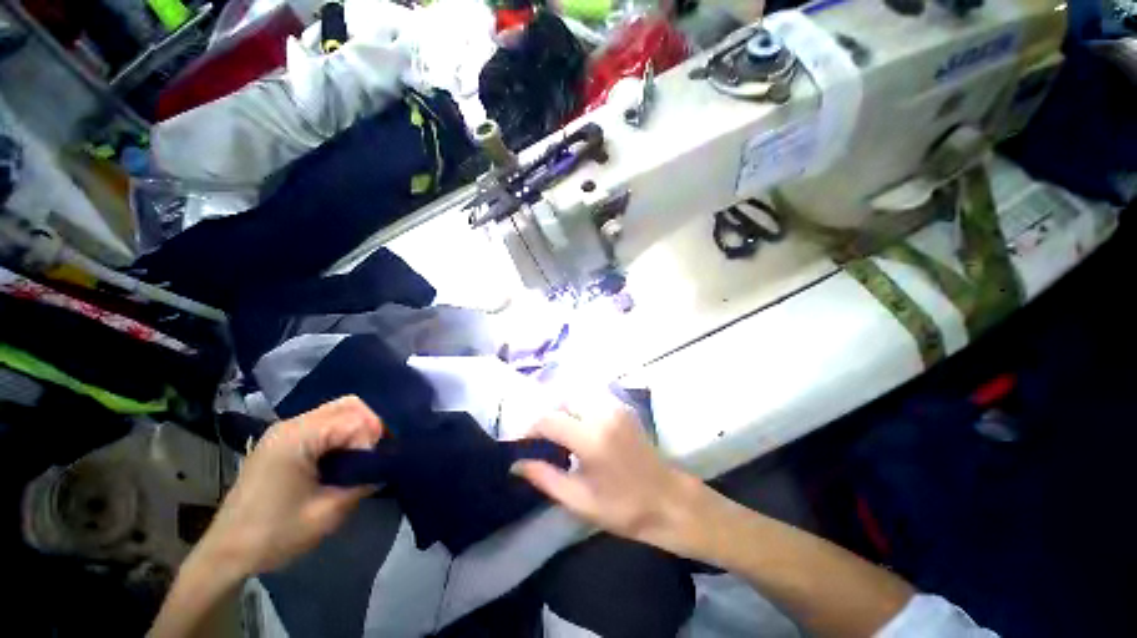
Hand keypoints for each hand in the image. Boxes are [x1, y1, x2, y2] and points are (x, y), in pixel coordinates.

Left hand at [196, 396, 382, 576]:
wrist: (227, 553)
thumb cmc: (274, 534)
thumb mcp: (327, 513)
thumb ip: (363, 483)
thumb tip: (386, 468)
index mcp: (297, 438)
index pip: (355, 419)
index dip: (372, 440)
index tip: (375, 466)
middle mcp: (291, 425)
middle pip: (349, 405)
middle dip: (371, 425)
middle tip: (377, 454)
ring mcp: (284, 430)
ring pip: (339, 410)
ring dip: (358, 428)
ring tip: (364, 455)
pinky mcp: (283, 440)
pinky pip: (325, 422)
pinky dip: (344, 432)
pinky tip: (345, 455)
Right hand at [511, 395, 702, 553]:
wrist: (669, 500)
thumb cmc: (624, 507)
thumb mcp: (579, 500)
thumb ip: (545, 477)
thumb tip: (516, 464)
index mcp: (591, 437)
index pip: (549, 420)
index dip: (530, 429)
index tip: (522, 444)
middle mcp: (602, 413)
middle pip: (562, 401)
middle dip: (547, 417)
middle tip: (542, 441)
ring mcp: (615, 407)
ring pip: (577, 398)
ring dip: (563, 412)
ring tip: (559, 436)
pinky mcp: (623, 408)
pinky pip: (592, 400)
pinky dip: (579, 409)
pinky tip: (580, 430)